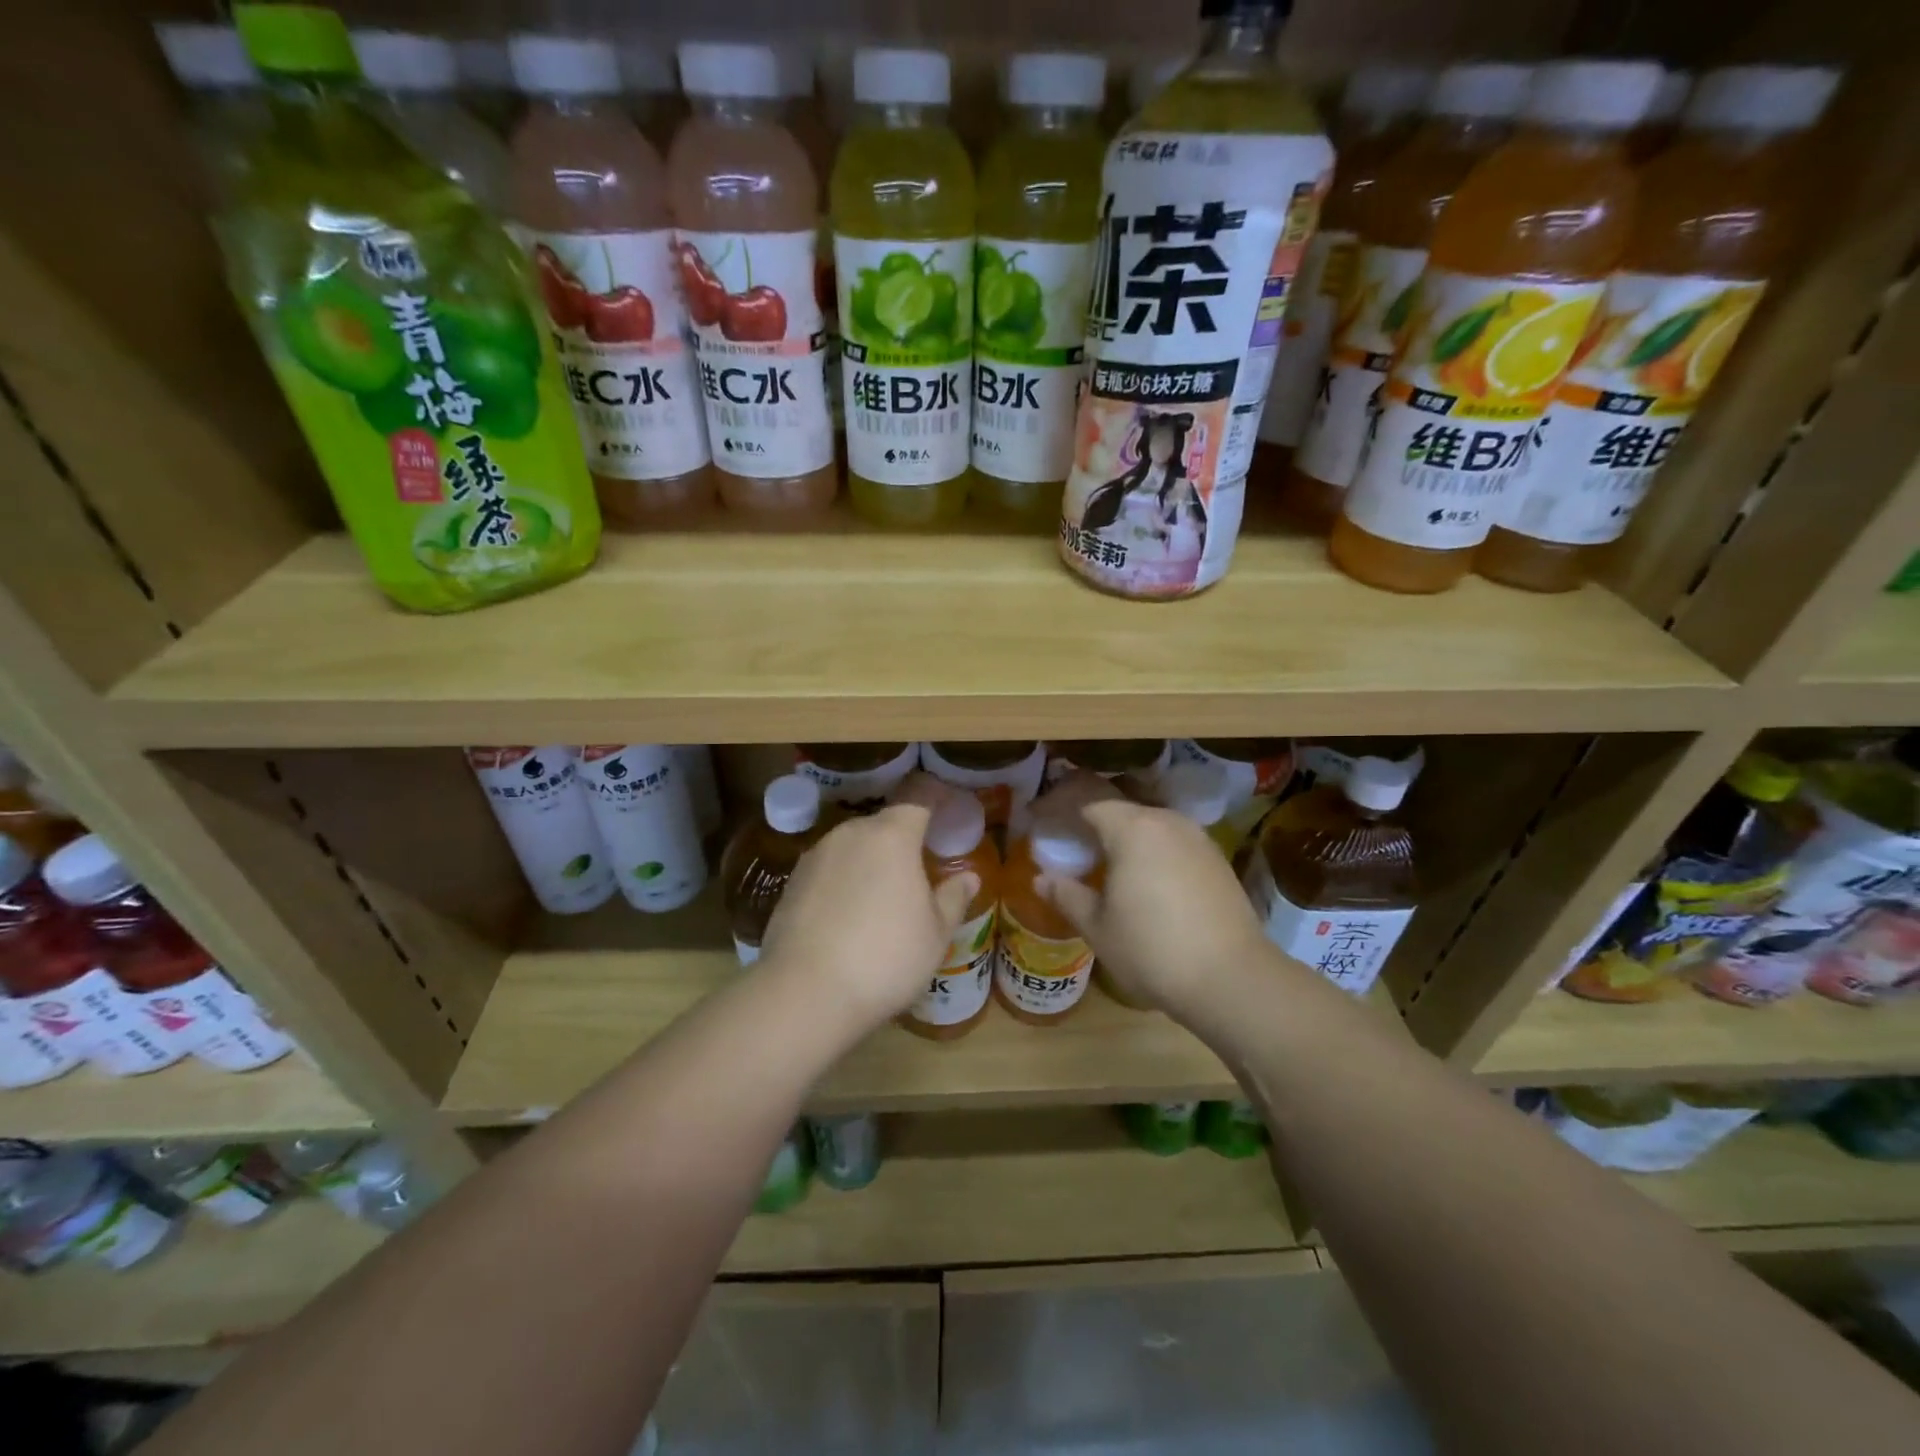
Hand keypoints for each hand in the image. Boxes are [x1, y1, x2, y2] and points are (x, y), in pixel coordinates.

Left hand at [759, 804, 978, 1030]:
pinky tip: (848, 916)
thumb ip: (953, 898)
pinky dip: (842, 882)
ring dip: (870, 861)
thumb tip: (969, 877)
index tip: (947, 812)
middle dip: (902, 839)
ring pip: (852, 846)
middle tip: (918, 867)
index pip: (918, 801)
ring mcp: (816, 856)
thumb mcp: (935, 934)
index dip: (935, 802)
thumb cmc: (885, 957)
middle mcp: (851, 834)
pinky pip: (828, 870)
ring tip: (882, 896)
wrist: (805, 993)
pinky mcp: (791, 882)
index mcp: (892, 836)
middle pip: (883, 824)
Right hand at [1040, 800, 1271, 1016]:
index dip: (1059, 805)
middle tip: (1069, 841)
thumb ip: (1067, 895)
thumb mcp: (1098, 927)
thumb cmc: (1152, 950)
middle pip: (1121, 808)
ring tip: (1104, 860)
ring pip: (1150, 824)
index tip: (1039, 817)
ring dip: (1124, 835)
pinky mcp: (1218, 860)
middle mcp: (1167, 821)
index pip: (1087, 801)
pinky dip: (1152, 850)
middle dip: (1091, 819)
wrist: (1233, 979)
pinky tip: (1145, 879)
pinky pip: (1173, 842)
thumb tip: (1041, 878)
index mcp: (1132, 828)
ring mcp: (1198, 839)